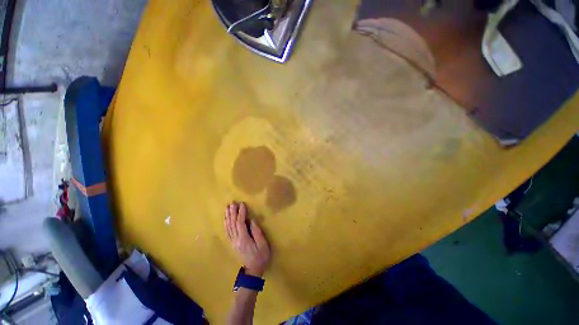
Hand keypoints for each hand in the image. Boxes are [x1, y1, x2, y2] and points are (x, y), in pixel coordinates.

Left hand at [224, 202, 270, 276]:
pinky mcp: (233, 243)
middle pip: (232, 224)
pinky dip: (226, 224)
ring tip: (228, 208)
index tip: (242, 204)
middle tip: (232, 203)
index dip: (241, 213)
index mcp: (244, 239)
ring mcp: (233, 242)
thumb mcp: (263, 244)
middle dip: (232, 212)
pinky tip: (226, 218)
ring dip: (228, 217)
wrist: (253, 270)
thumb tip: (251, 221)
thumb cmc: (261, 256)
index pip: (240, 223)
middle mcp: (236, 240)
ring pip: (228, 227)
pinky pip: (227, 232)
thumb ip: (257, 232)